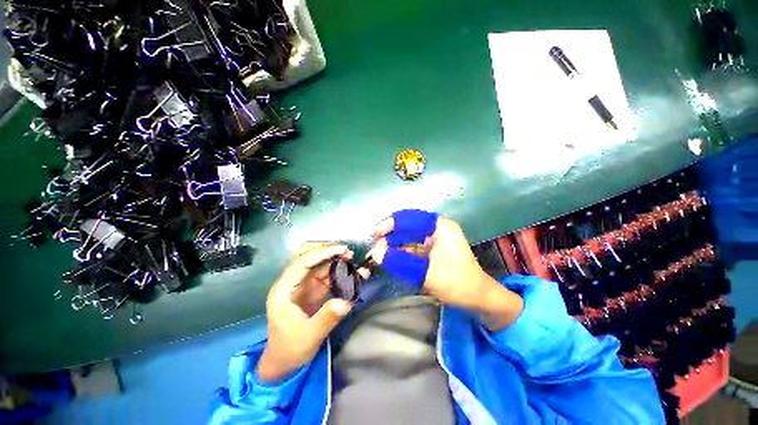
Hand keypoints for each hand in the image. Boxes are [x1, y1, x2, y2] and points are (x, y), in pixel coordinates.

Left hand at [257, 243, 354, 382]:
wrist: (285, 364)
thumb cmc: (290, 350)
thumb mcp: (308, 336)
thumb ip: (327, 318)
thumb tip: (347, 301)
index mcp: (283, 290)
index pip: (302, 264)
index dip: (321, 254)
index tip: (341, 250)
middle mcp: (293, 284)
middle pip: (312, 262)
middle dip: (331, 255)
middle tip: (349, 254)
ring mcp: (304, 288)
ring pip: (322, 269)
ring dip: (338, 264)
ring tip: (354, 263)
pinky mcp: (313, 293)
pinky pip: (328, 279)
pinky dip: (340, 276)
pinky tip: (351, 275)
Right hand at [366, 210, 522, 330]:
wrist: (477, 299)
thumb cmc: (457, 283)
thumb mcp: (426, 273)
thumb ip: (399, 261)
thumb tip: (375, 254)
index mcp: (440, 226)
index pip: (410, 218)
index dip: (391, 223)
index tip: (375, 233)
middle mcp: (436, 228)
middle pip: (408, 226)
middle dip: (390, 236)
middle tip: (375, 247)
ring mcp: (434, 238)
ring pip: (408, 236)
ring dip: (394, 244)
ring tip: (379, 253)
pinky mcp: (432, 249)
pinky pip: (412, 246)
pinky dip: (400, 252)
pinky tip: (390, 257)